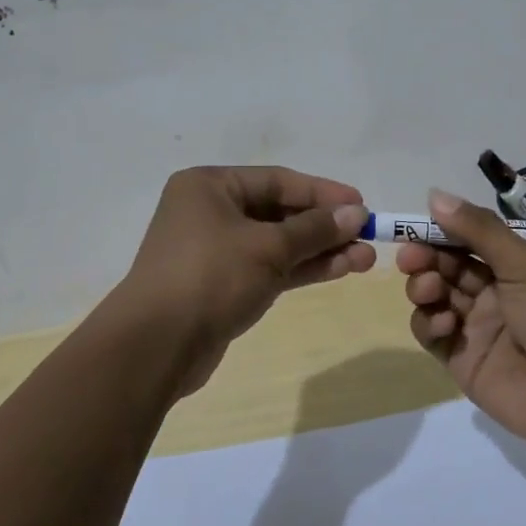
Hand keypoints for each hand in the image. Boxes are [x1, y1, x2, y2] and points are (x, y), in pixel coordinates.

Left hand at [121, 167, 372, 392]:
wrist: (156, 346)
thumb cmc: (211, 277)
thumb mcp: (268, 247)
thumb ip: (315, 229)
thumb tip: (356, 213)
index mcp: (210, 186)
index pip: (278, 180)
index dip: (323, 192)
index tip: (362, 205)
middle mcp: (210, 211)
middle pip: (279, 211)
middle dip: (325, 226)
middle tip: (368, 236)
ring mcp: (215, 250)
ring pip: (278, 243)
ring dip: (320, 250)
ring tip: (365, 258)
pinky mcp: (222, 285)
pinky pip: (269, 267)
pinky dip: (301, 269)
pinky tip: (339, 270)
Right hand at [398, 189, 525, 450]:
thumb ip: (479, 229)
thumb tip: (434, 194)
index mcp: (518, 264)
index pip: (470, 238)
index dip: (442, 229)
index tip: (415, 225)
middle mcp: (496, 291)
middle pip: (448, 265)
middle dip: (426, 256)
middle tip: (410, 257)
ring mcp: (477, 325)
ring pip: (435, 296)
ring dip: (425, 286)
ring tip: (429, 289)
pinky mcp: (461, 358)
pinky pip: (432, 333)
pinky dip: (429, 322)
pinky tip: (443, 324)